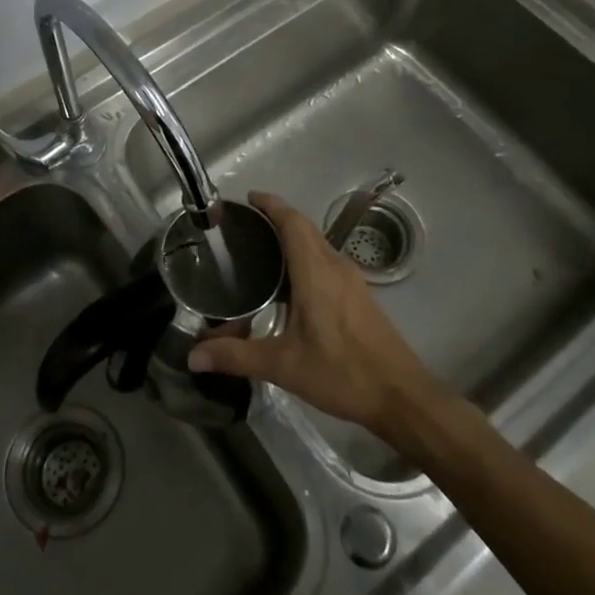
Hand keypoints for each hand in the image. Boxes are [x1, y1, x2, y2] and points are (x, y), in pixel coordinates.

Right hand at [186, 191, 445, 438]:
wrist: (401, 396)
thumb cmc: (342, 373)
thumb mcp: (284, 366)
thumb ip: (237, 357)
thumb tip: (193, 355)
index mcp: (316, 272)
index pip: (293, 222)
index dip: (271, 204)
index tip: (249, 198)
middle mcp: (335, 266)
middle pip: (305, 228)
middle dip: (277, 219)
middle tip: (246, 226)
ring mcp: (352, 280)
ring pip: (318, 245)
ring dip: (293, 239)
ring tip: (262, 251)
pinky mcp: (360, 296)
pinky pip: (327, 262)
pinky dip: (305, 258)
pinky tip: (290, 285)